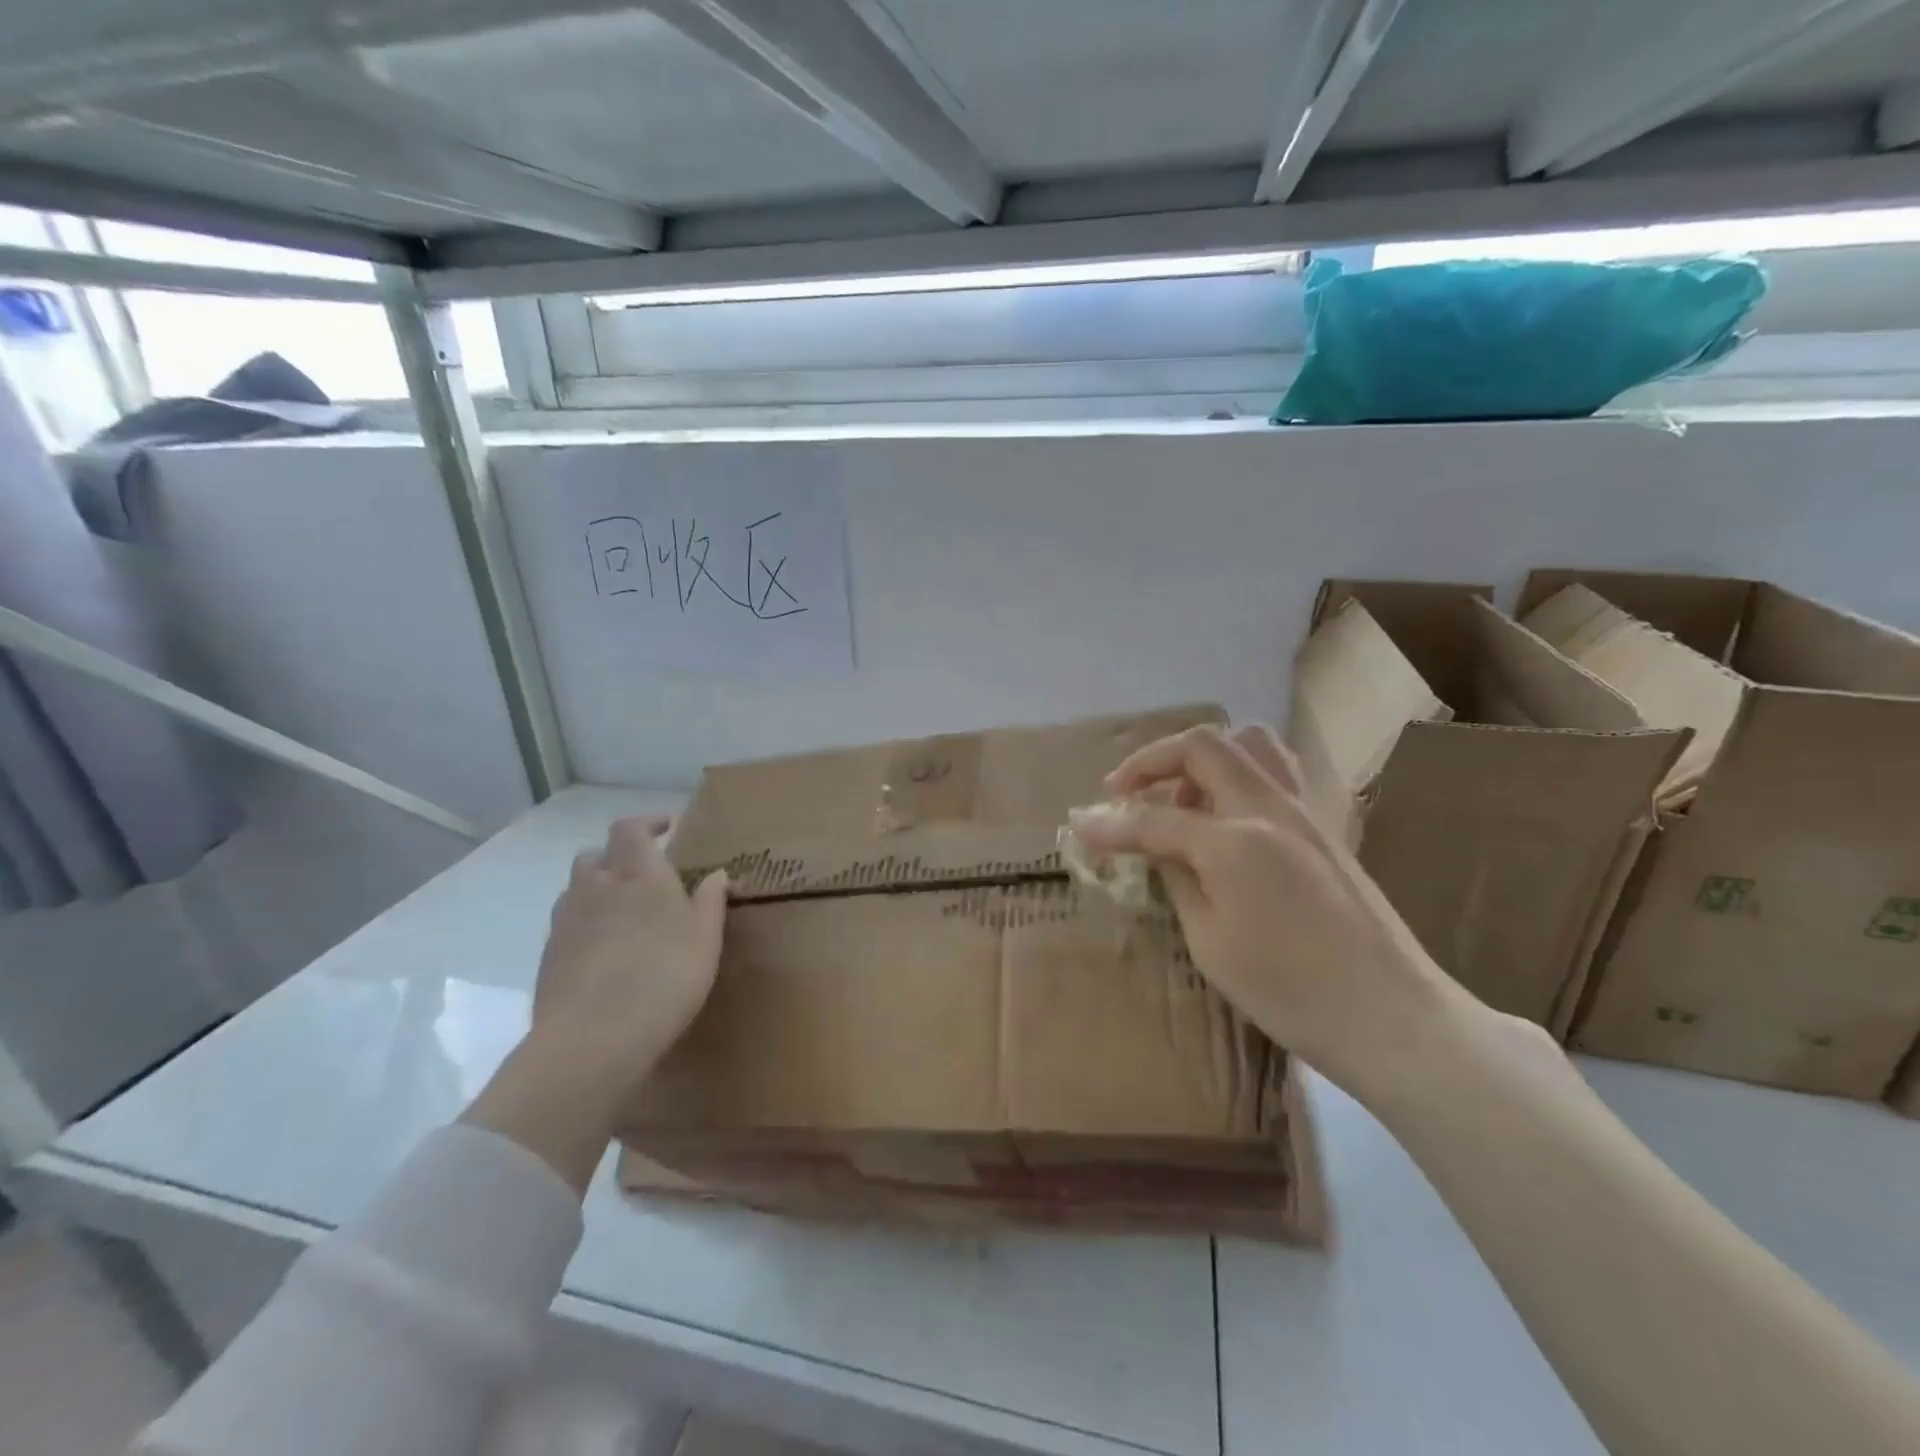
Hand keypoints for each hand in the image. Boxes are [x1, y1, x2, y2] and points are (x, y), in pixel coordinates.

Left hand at [533, 815, 728, 1090]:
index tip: (667, 827)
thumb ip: (709, 902)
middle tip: (645, 875)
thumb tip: (715, 874)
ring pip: (577, 889)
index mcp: (638, 875)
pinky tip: (605, 953)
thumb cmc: (663, 979)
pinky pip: (568, 925)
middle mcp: (596, 888)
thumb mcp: (705, 940)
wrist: (592, 1040)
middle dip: (619, 857)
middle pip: (597, 855)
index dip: (647, 822)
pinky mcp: (548, 956)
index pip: (630, 828)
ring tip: (623, 914)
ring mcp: (566, 922)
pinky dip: (586, 925)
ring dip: (598, 889)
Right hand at [1068, 724, 1478, 1104]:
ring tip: (1180, 796)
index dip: (1108, 823)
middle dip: (1150, 760)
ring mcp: (1303, 811)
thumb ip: (1177, 879)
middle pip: (1201, 747)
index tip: (1077, 825)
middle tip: (1122, 790)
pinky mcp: (1323, 825)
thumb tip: (1155, 847)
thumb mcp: (1210, 944)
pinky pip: (1275, 769)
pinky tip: (1225, 812)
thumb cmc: (1291, 992)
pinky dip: (1237, 770)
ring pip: (1247, 742)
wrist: (1392, 1015)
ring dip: (1200, 757)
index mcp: (1234, 842)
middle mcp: (1269, 808)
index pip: (1153, 819)